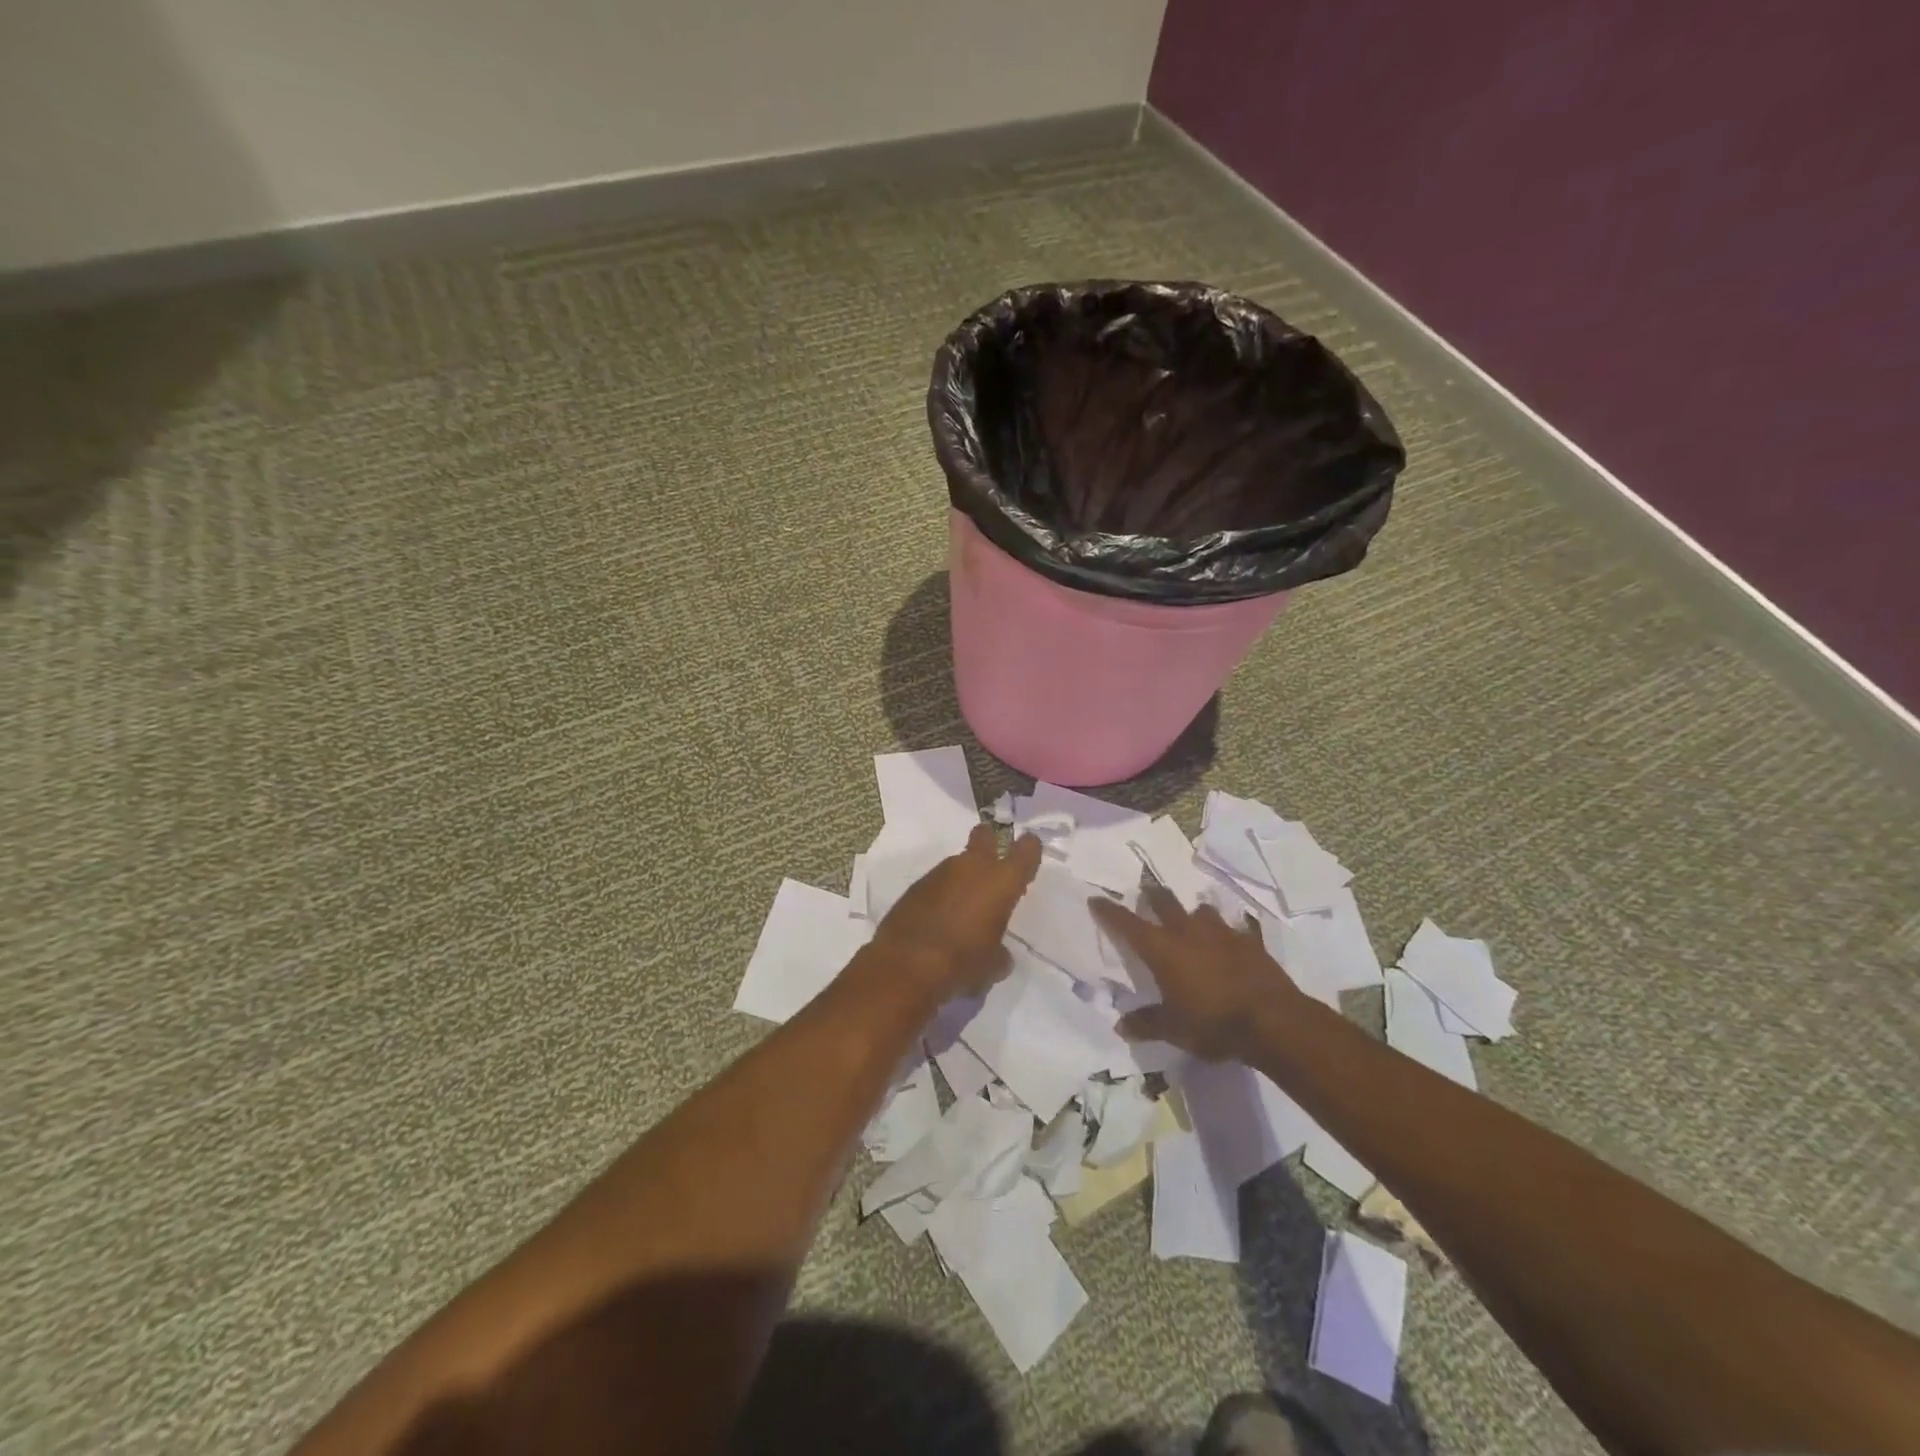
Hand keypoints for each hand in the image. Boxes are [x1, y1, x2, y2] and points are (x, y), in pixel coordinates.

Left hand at [872, 824, 1043, 999]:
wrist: (907, 965)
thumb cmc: (962, 962)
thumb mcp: (992, 966)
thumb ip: (1000, 954)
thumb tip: (998, 955)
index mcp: (1001, 881)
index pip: (1026, 850)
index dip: (1029, 850)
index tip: (1029, 856)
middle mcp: (972, 867)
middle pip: (984, 835)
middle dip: (990, 841)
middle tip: (993, 862)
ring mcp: (940, 873)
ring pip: (958, 862)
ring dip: (963, 877)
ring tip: (963, 907)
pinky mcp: (915, 886)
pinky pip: (936, 883)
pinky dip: (941, 894)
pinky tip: (939, 918)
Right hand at [1090, 887, 1308, 1060]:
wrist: (1273, 1021)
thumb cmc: (1213, 1024)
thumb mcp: (1174, 1030)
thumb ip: (1147, 1023)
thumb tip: (1121, 1026)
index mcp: (1162, 949)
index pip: (1128, 924)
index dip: (1110, 911)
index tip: (1096, 899)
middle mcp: (1187, 932)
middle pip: (1164, 902)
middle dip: (1152, 896)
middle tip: (1146, 893)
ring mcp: (1221, 933)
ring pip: (1201, 910)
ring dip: (1193, 913)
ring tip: (1192, 919)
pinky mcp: (1250, 942)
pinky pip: (1237, 928)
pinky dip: (1231, 931)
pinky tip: (1234, 939)